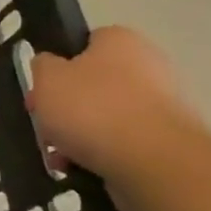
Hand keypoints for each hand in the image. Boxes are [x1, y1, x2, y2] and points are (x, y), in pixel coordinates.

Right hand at [27, 27, 207, 180]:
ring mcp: (163, 106)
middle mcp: (148, 66)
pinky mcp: (168, 143)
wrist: (153, 162)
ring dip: (79, 136)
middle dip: (66, 108)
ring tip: (60, 157)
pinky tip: (82, 170)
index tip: (42, 89)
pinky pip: (123, 144)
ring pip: (105, 118)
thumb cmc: (92, 108)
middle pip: (93, 85)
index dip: (59, 65)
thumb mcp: (46, 78)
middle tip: (46, 127)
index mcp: (120, 40)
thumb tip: (50, 67)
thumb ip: (42, 66)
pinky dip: (101, 156)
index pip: (85, 43)